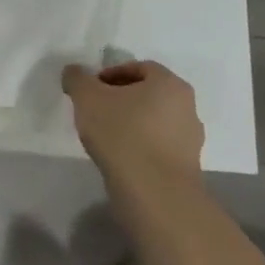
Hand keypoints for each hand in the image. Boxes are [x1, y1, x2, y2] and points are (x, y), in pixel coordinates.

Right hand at [63, 59, 205, 194]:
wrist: (154, 196)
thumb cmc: (122, 134)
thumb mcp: (87, 97)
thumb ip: (77, 78)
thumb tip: (73, 73)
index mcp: (170, 84)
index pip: (139, 68)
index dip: (111, 74)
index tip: (91, 90)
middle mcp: (187, 108)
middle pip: (148, 95)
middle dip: (121, 99)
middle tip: (96, 110)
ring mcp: (191, 142)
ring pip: (154, 122)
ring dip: (131, 124)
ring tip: (105, 138)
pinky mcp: (187, 170)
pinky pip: (158, 148)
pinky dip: (140, 148)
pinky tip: (120, 159)